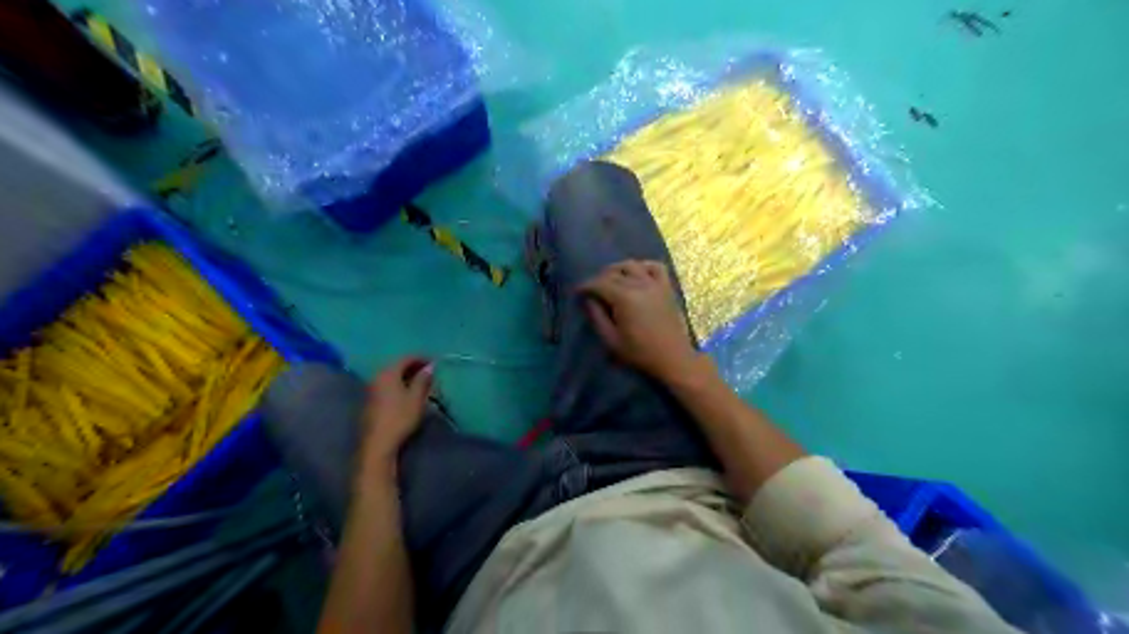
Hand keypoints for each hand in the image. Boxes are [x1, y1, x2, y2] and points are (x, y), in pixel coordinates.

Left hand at [361, 357, 433, 470]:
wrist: (378, 443)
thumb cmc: (400, 417)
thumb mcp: (417, 398)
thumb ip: (423, 380)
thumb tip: (430, 366)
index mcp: (388, 373)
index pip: (406, 358)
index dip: (421, 358)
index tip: (434, 363)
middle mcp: (377, 377)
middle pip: (397, 366)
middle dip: (413, 367)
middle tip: (428, 373)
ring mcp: (371, 389)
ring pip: (391, 376)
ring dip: (406, 377)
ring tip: (420, 383)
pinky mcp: (370, 401)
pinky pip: (387, 386)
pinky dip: (398, 385)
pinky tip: (407, 394)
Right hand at [576, 260, 703, 384]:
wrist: (673, 358)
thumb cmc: (640, 353)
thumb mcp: (611, 339)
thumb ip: (597, 317)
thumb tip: (589, 300)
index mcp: (624, 298)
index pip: (599, 283)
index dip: (586, 286)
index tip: (577, 292)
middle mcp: (639, 284)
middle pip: (614, 273)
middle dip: (599, 279)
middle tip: (592, 290)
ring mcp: (655, 284)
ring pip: (632, 265)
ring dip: (618, 269)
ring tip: (611, 279)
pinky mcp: (667, 288)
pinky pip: (655, 267)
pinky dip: (644, 266)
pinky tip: (638, 274)